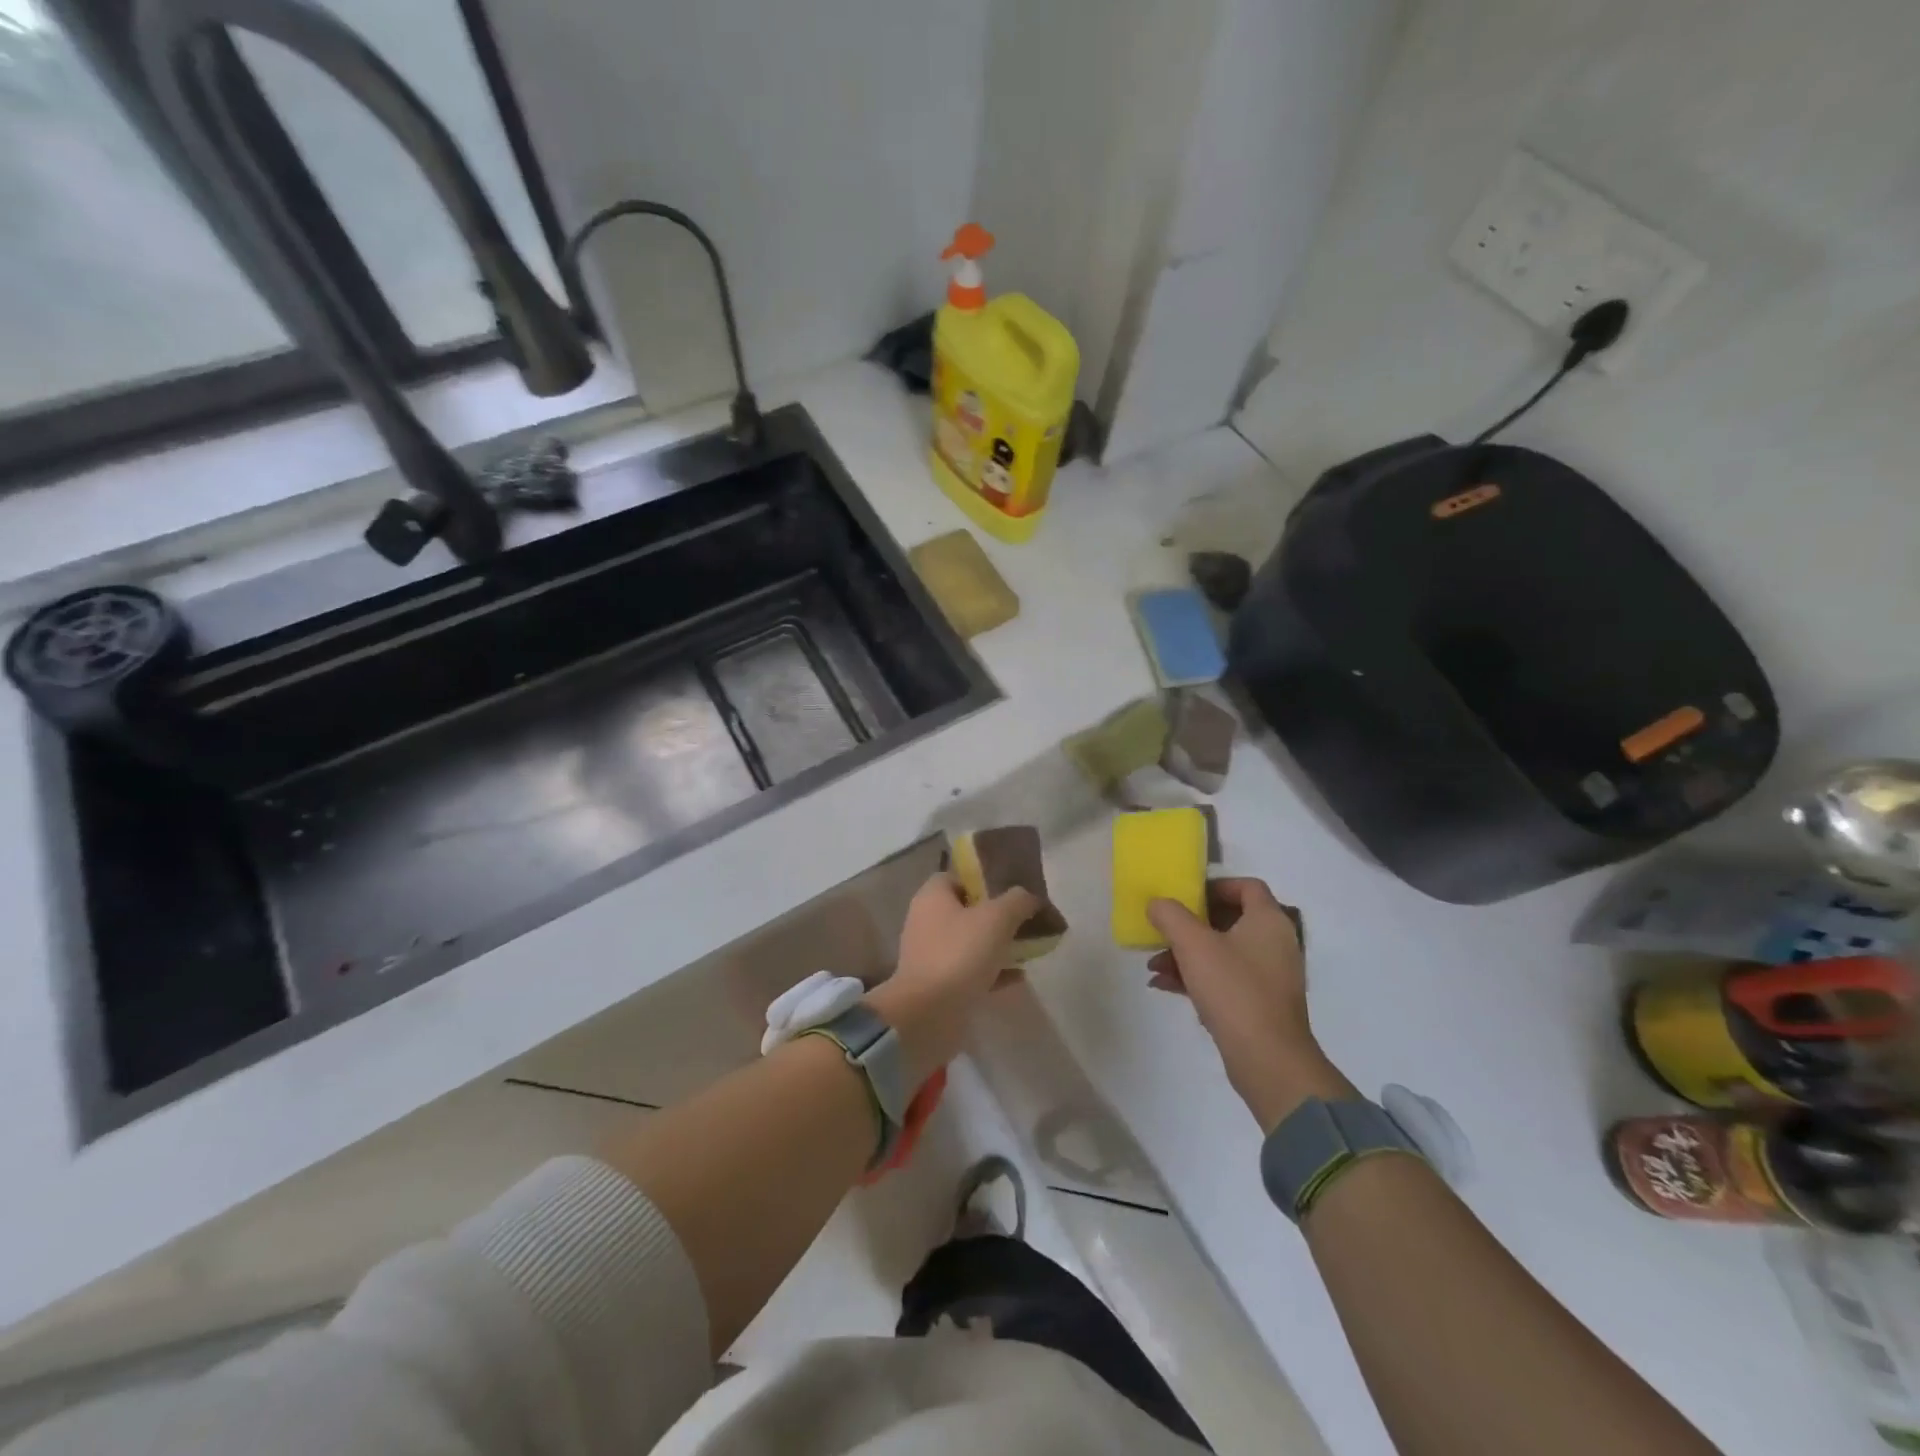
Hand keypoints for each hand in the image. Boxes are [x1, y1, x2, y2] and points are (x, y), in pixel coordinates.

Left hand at [868, 873, 1039, 1081]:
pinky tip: (1018, 977)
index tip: (1012, 892)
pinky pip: (970, 971)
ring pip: (970, 942)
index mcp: (932, 897)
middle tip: (1025, 922)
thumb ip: (1018, 901)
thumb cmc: (960, 954)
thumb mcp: (997, 919)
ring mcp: (931, 955)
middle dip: (996, 916)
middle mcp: (927, 921)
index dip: (984, 881)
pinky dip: (992, 971)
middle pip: (966, 910)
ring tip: (1027, 949)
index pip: (957, 877)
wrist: (928, 1014)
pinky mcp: (938, 984)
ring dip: (997, 945)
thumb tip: (1030, 897)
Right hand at [1147, 879, 1355, 1132]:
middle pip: (1230, 919)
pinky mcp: (1260, 1004)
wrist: (1268, 1060)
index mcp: (1268, 921)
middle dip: (1190, 925)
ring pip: (1223, 952)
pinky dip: (1197, 977)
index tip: (1185, 895)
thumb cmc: (1233, 990)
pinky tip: (1164, 985)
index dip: (1215, 886)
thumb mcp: (1193, 944)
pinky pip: (1225, 978)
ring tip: (1155, 965)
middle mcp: (1275, 943)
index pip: (1247, 886)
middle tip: (1163, 930)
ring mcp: (1270, 976)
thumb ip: (1170, 915)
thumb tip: (1157, 903)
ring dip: (1187, 954)